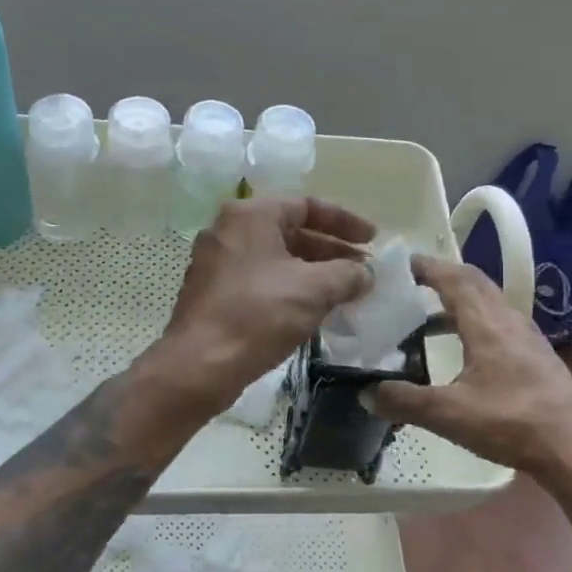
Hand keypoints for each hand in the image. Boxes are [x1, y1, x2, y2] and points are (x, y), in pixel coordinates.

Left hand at [149, 196, 374, 414]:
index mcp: (250, 215)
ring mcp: (217, 262)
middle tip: (363, 271)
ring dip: (313, 272)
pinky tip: (313, 310)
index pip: (307, 205)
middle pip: (291, 231)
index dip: (345, 222)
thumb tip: (365, 274)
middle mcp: (229, 230)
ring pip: (276, 258)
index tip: (372, 240)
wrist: (199, 366)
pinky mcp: (213, 292)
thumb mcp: (314, 290)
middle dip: (331, 250)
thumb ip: (347, 274)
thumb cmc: (258, 315)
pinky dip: (290, 287)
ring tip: (346, 292)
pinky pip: (261, 279)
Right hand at [369, 255, 571, 477]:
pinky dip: (476, 322)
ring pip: (490, 303)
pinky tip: (465, 349)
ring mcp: (527, 338)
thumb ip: (404, 401)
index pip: (454, 279)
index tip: (401, 264)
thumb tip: (366, 392)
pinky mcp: (537, 357)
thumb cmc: (512, 423)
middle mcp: (508, 320)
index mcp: (486, 324)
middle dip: (444, 276)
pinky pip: (500, 323)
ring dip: (460, 300)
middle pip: (475, 283)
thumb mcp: (449, 414)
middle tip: (412, 282)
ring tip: (429, 317)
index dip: (427, 267)